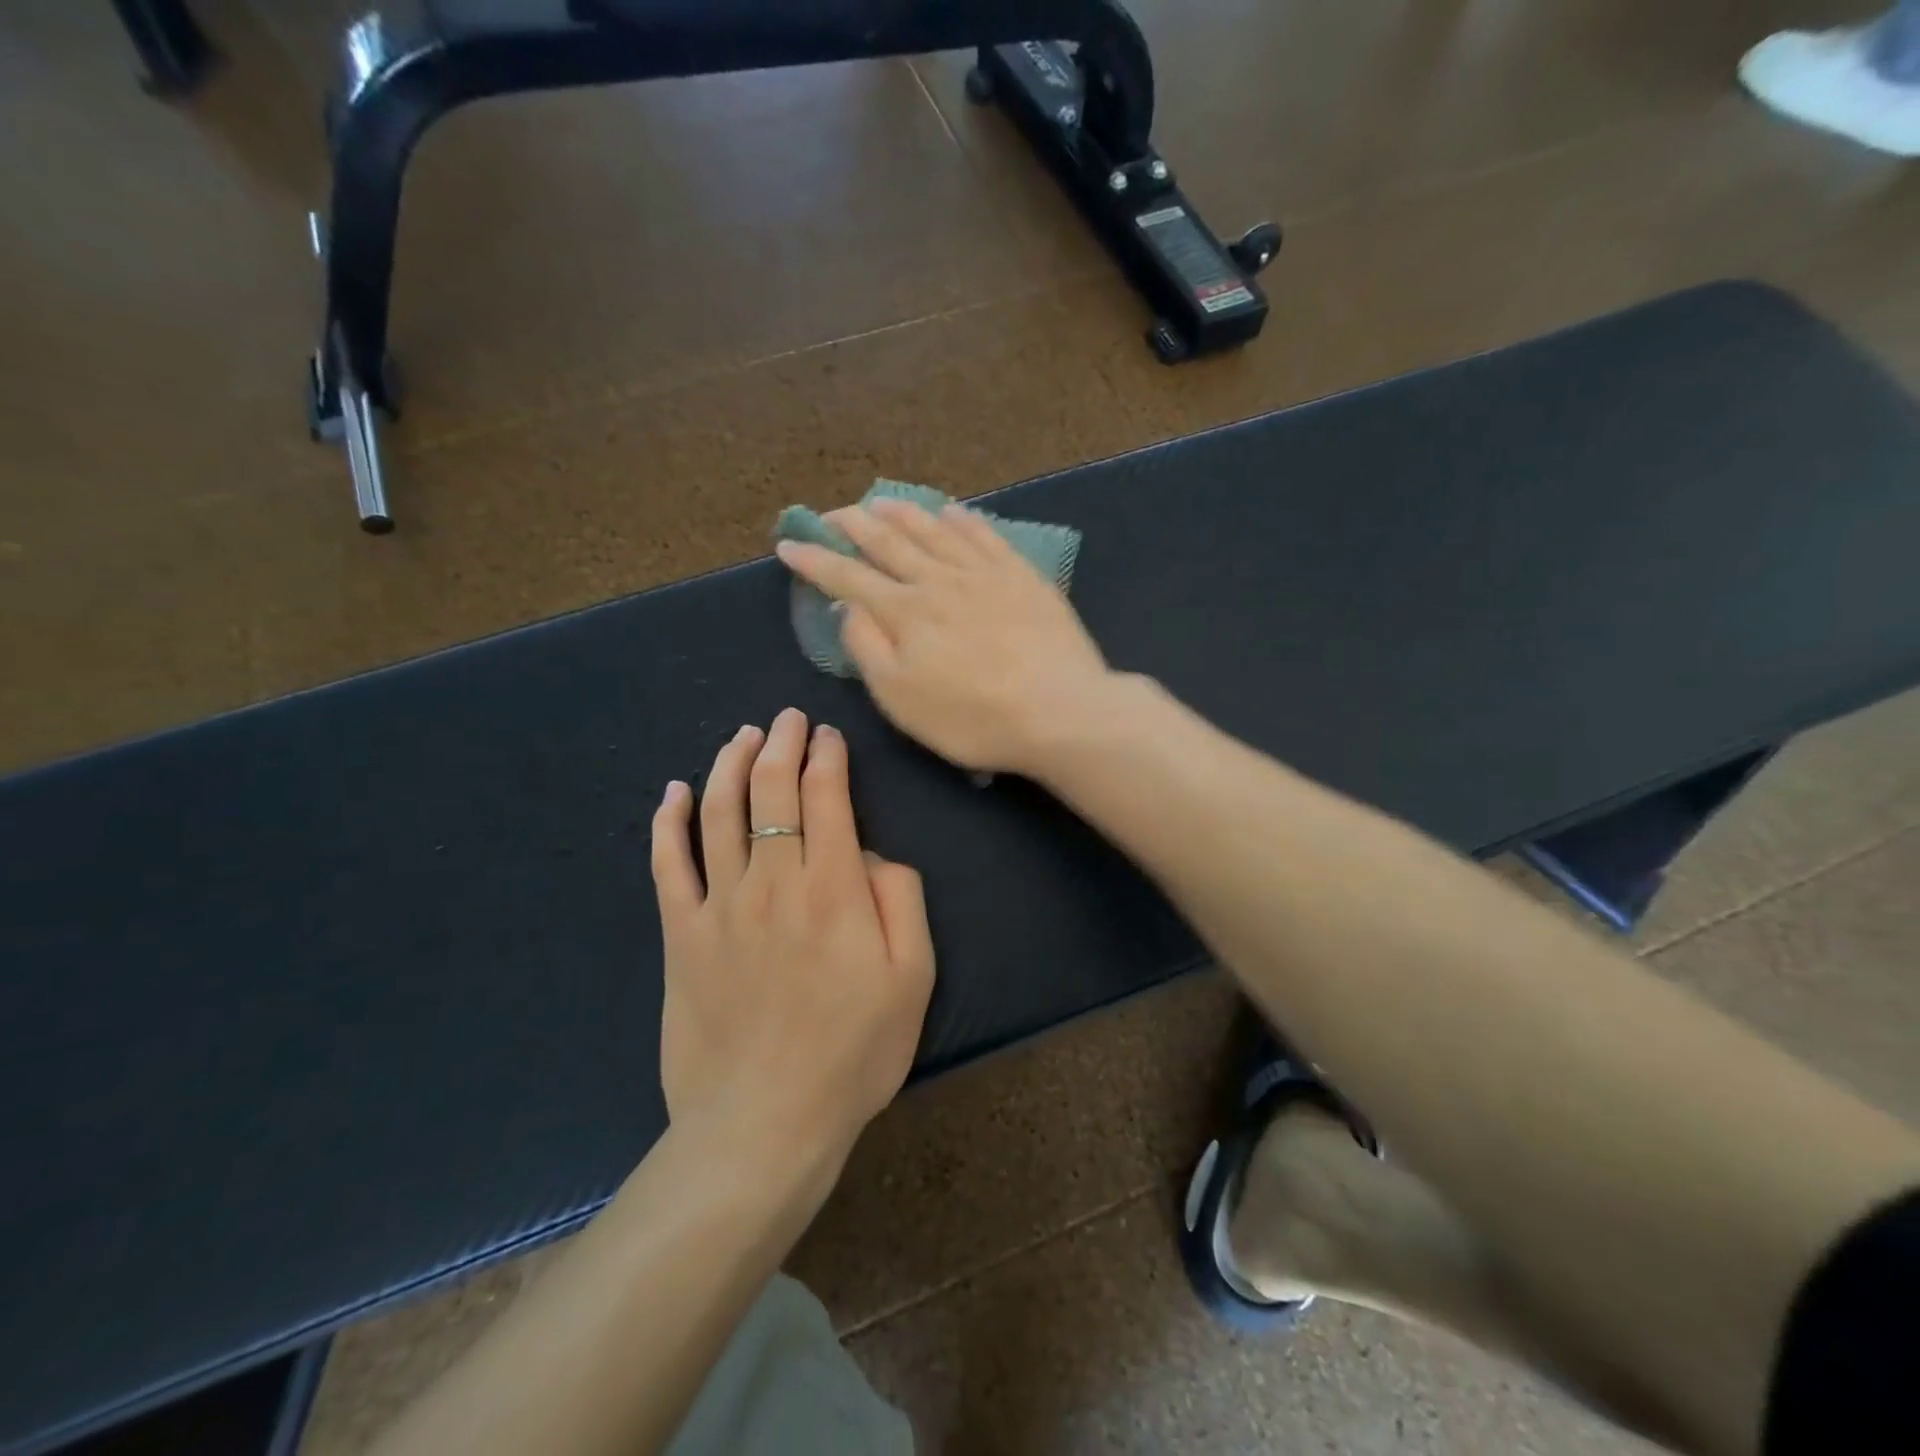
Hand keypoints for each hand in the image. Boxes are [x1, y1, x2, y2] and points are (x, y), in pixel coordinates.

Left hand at [651, 709, 934, 1181]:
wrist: (764, 1124)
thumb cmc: (853, 1053)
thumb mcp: (913, 978)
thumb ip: (901, 899)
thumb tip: (872, 854)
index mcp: (833, 889)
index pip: (826, 797)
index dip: (826, 756)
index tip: (828, 735)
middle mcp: (772, 882)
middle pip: (770, 790)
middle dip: (780, 744)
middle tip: (787, 719)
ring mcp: (719, 906)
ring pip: (719, 812)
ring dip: (730, 764)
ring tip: (742, 736)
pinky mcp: (680, 936)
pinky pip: (668, 865)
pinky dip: (669, 822)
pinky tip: (674, 792)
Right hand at [774, 499, 1113, 773]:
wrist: (1059, 711)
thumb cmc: (972, 718)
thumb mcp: (901, 698)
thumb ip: (868, 648)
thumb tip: (850, 608)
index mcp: (904, 612)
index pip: (848, 576)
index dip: (814, 560)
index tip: (788, 543)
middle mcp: (939, 580)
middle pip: (889, 542)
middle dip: (854, 525)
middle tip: (832, 513)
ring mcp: (984, 573)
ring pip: (934, 530)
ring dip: (903, 513)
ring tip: (881, 501)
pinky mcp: (1022, 575)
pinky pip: (985, 535)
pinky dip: (962, 519)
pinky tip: (952, 511)